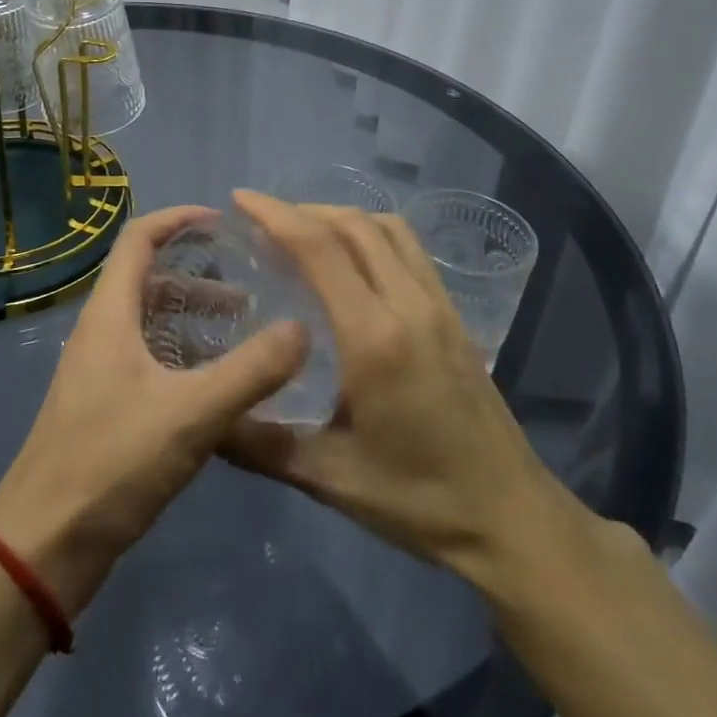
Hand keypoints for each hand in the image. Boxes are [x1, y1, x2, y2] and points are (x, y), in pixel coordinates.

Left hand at [0, 205, 309, 616]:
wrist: (44, 546)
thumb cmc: (111, 463)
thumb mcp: (191, 414)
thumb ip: (250, 371)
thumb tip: (302, 329)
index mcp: (110, 314)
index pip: (138, 238)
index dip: (177, 219)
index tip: (222, 221)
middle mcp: (101, 331)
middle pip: (147, 278)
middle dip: (197, 271)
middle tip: (249, 282)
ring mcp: (100, 370)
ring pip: (150, 321)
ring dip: (193, 315)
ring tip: (244, 328)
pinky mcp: (104, 405)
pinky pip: (149, 357)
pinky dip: (184, 352)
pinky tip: (218, 381)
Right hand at [219, 191, 589, 581]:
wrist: (510, 516)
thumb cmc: (419, 499)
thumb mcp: (329, 478)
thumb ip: (260, 446)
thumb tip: (206, 419)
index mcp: (374, 336)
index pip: (320, 249)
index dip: (275, 215)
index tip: (240, 199)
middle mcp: (409, 304)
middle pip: (354, 225)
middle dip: (302, 210)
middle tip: (261, 222)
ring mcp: (438, 305)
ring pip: (388, 229)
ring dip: (341, 218)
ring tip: (303, 235)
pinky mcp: (454, 315)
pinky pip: (409, 249)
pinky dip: (371, 235)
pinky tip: (352, 264)